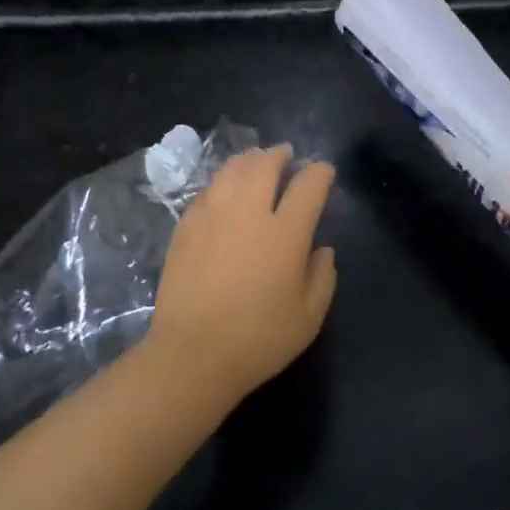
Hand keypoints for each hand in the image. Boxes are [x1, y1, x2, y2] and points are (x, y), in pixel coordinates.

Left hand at [146, 146, 337, 405]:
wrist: (192, 355)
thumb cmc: (257, 340)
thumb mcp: (308, 318)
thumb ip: (322, 278)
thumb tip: (322, 249)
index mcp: (285, 232)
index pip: (309, 185)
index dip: (320, 172)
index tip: (323, 171)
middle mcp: (248, 212)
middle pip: (265, 164)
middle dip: (280, 155)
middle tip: (286, 156)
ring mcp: (212, 215)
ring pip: (232, 170)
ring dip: (249, 160)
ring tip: (256, 162)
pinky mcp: (186, 226)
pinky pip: (207, 190)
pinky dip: (222, 182)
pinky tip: (224, 190)